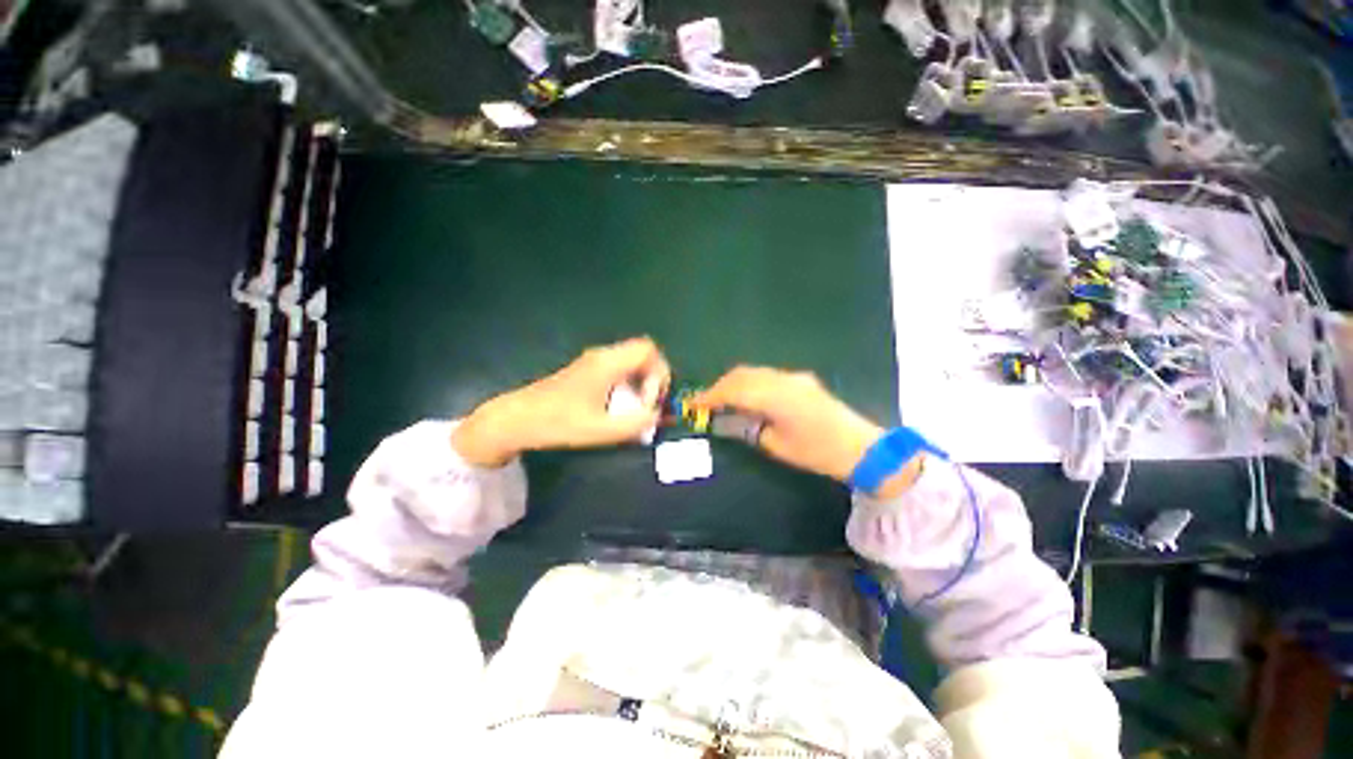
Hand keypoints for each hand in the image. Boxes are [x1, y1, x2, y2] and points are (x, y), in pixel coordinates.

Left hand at [452, 337, 670, 466]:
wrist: (518, 419)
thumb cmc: (558, 423)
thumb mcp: (600, 429)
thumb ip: (635, 424)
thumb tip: (657, 416)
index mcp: (607, 363)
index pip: (648, 350)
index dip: (659, 373)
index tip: (650, 400)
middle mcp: (603, 356)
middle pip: (643, 354)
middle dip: (654, 378)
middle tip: (648, 405)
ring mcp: (594, 362)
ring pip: (632, 363)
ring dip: (641, 383)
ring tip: (636, 409)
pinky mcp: (588, 371)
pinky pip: (620, 370)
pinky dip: (629, 385)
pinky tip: (620, 408)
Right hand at [692, 366, 921, 495]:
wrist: (861, 447)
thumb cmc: (817, 452)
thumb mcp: (776, 446)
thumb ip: (749, 428)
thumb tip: (729, 419)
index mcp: (776, 396)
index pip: (734, 389)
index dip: (710, 395)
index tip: (694, 404)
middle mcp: (783, 379)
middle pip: (742, 374)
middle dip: (720, 386)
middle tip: (705, 403)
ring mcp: (793, 376)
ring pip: (754, 372)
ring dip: (734, 383)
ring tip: (721, 400)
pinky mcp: (800, 380)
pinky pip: (767, 376)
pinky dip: (750, 383)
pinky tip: (746, 397)